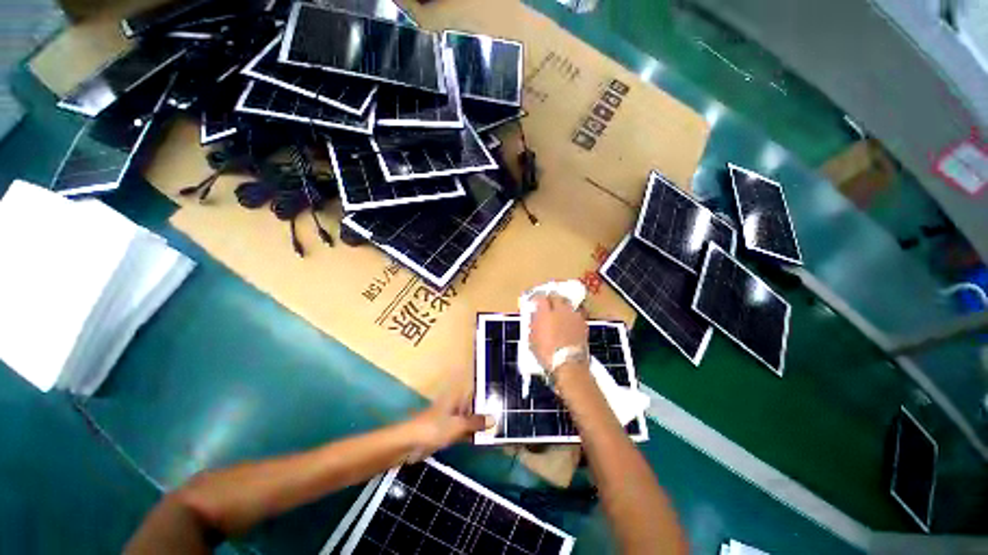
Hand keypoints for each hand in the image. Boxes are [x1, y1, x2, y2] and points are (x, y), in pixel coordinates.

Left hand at [406, 368, 493, 460]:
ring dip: (478, 424)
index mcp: (456, 397)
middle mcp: (455, 405)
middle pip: (473, 406)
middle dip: (485, 411)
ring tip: (496, 428)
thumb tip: (494, 418)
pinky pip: (462, 430)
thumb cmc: (434, 428)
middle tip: (503, 416)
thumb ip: (476, 422)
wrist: (409, 444)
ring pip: (468, 419)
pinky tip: (481, 439)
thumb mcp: (458, 425)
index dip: (486, 395)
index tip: (501, 399)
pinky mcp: (446, 432)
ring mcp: (450, 418)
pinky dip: (471, 434)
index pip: (475, 392)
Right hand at [530, 294, 588, 369]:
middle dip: (552, 298)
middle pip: (556, 297)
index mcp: (545, 313)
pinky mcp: (583, 323)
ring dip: (563, 305)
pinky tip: (570, 321)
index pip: (541, 298)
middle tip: (548, 303)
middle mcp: (560, 310)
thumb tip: (534, 319)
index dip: (537, 298)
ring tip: (560, 311)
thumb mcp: (532, 340)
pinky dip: (572, 315)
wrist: (569, 363)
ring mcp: (573, 316)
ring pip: (568, 304)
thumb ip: (533, 326)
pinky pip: (577, 313)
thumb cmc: (547, 353)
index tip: (535, 302)